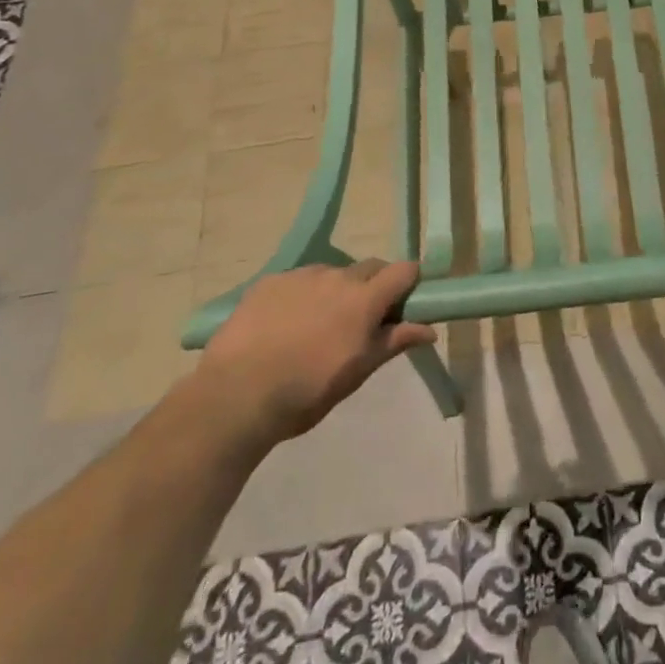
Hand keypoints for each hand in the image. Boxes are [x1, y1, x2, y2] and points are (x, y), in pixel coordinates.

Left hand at [179, 260, 436, 460]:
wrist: (235, 396)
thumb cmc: (306, 392)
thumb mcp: (356, 373)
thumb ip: (393, 342)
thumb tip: (429, 329)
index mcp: (364, 299)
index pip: (404, 270)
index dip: (408, 283)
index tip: (402, 305)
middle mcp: (337, 276)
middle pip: (370, 267)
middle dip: (374, 286)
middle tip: (362, 321)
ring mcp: (301, 275)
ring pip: (332, 273)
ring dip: (336, 291)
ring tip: (316, 326)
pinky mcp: (269, 281)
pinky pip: (298, 281)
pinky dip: (302, 296)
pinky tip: (284, 326)